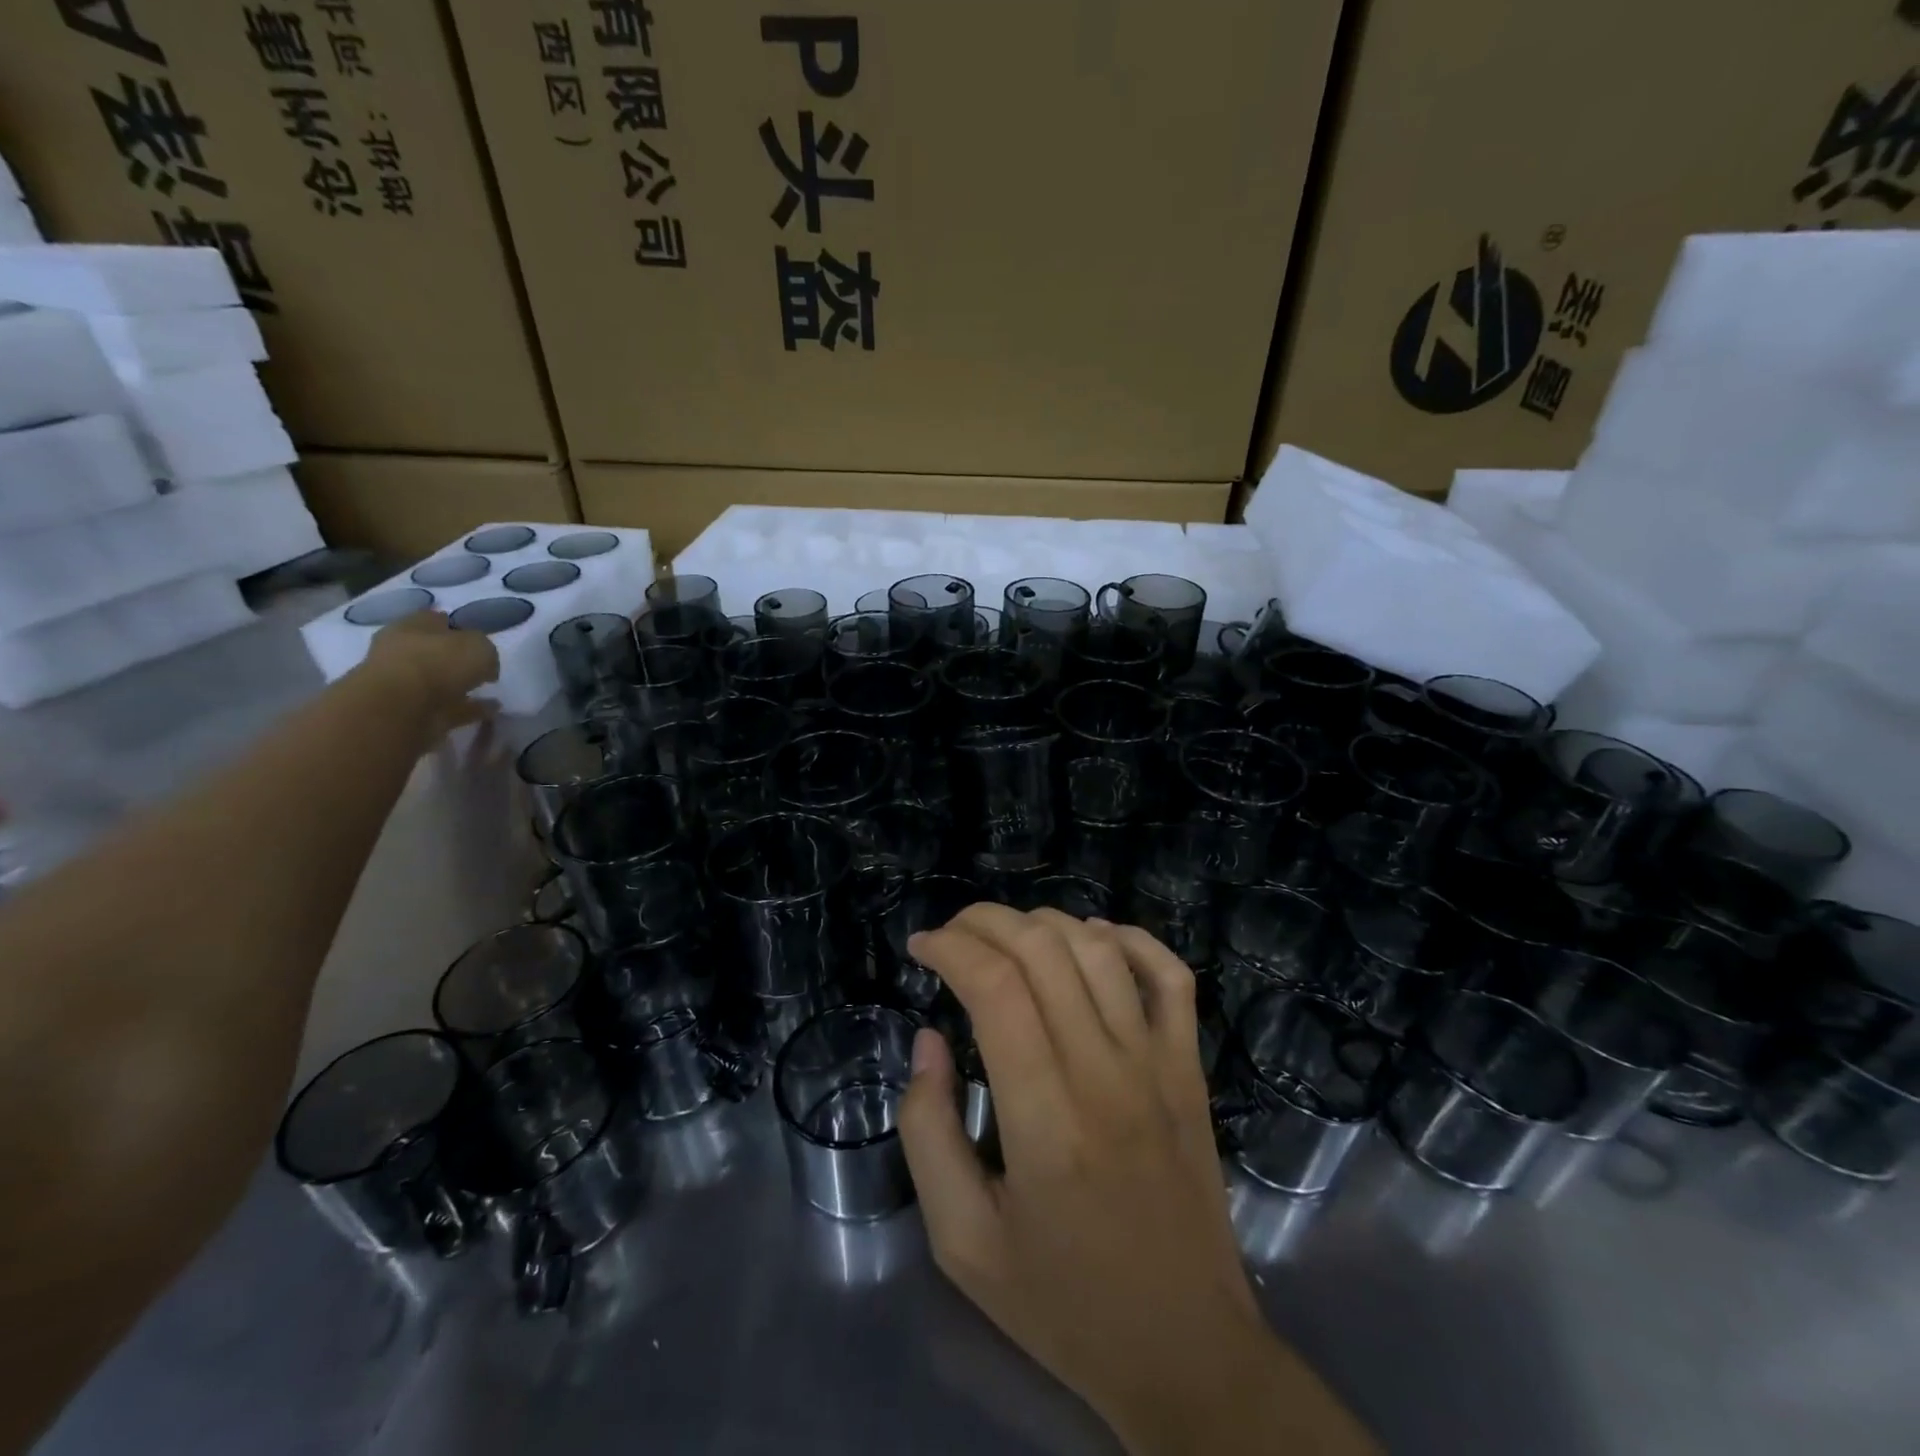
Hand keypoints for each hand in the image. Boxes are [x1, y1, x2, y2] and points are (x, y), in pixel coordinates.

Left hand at [360, 611, 498, 737]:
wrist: (401, 707)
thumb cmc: (439, 662)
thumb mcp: (479, 645)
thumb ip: (485, 650)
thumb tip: (485, 664)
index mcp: (412, 626)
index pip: (437, 620)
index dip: (459, 627)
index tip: (481, 639)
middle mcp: (403, 651)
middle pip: (434, 651)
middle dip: (455, 658)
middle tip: (483, 666)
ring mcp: (405, 683)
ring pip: (439, 681)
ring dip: (462, 686)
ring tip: (490, 691)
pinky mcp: (412, 711)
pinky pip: (448, 707)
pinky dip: (469, 708)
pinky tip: (491, 710)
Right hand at [899, 904, 1374, 1455]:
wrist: (1186, 1349)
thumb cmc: (1063, 1303)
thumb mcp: (962, 1242)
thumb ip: (929, 1132)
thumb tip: (928, 1040)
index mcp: (1045, 1121)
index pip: (996, 989)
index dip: (950, 948)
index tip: (920, 948)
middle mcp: (1105, 1074)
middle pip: (1043, 951)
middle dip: (985, 922)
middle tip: (951, 935)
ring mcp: (1157, 1065)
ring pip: (1099, 949)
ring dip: (1043, 923)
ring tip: (1005, 937)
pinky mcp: (1190, 1069)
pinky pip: (1169, 976)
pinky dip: (1128, 938)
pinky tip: (1091, 939)